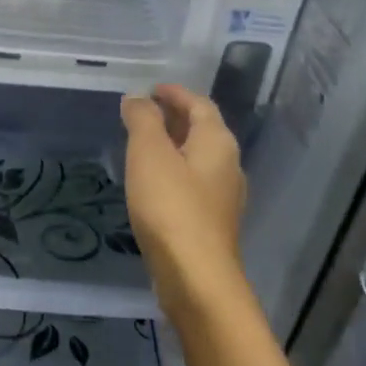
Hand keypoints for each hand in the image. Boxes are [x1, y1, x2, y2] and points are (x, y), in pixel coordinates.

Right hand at [121, 86, 247, 319]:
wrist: (195, 276)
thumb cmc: (171, 207)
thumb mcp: (149, 155)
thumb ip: (143, 120)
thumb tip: (137, 97)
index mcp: (217, 142)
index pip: (200, 104)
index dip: (175, 93)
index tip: (152, 89)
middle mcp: (228, 165)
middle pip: (203, 130)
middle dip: (174, 117)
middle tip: (143, 113)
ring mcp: (223, 197)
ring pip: (198, 159)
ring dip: (173, 146)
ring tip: (143, 146)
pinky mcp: (211, 223)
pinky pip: (193, 184)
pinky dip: (173, 172)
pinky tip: (153, 184)